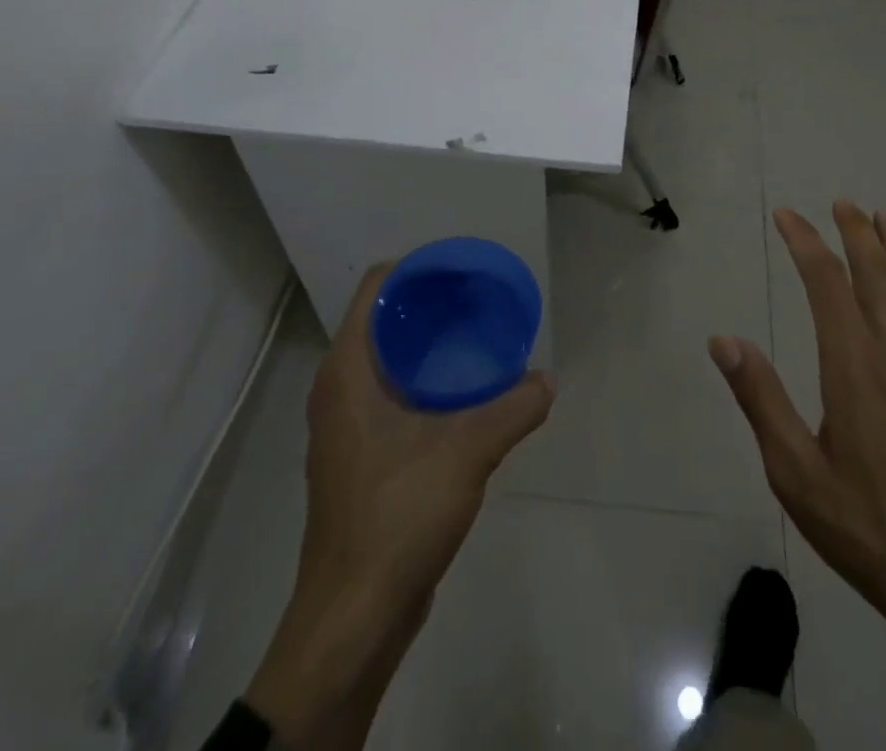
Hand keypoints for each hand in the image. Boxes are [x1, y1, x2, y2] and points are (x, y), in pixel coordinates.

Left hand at [246, 262, 554, 748]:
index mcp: (347, 371)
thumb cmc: (396, 515)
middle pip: (383, 321)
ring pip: (387, 362)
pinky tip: (464, 395)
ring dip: (428, 346)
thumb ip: (512, 409)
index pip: (375, 289)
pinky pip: (391, 397)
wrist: (354, 617)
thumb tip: (547, 381)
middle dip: (430, 305)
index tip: (460, 269)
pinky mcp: (359, 459)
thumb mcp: (466, 452)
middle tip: (479, 299)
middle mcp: (338, 390)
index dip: (416, 269)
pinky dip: (424, 383)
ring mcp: (345, 427)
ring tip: (478, 338)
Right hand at [710, 202, 885, 710]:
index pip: (827, 285)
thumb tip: (722, 339)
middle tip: (844, 202)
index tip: (787, 215)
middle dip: (859, 235)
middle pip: (878, 279)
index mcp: (853, 368)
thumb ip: (760, 400)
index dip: (806, 243)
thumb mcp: (795, 472)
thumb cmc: (865, 526)